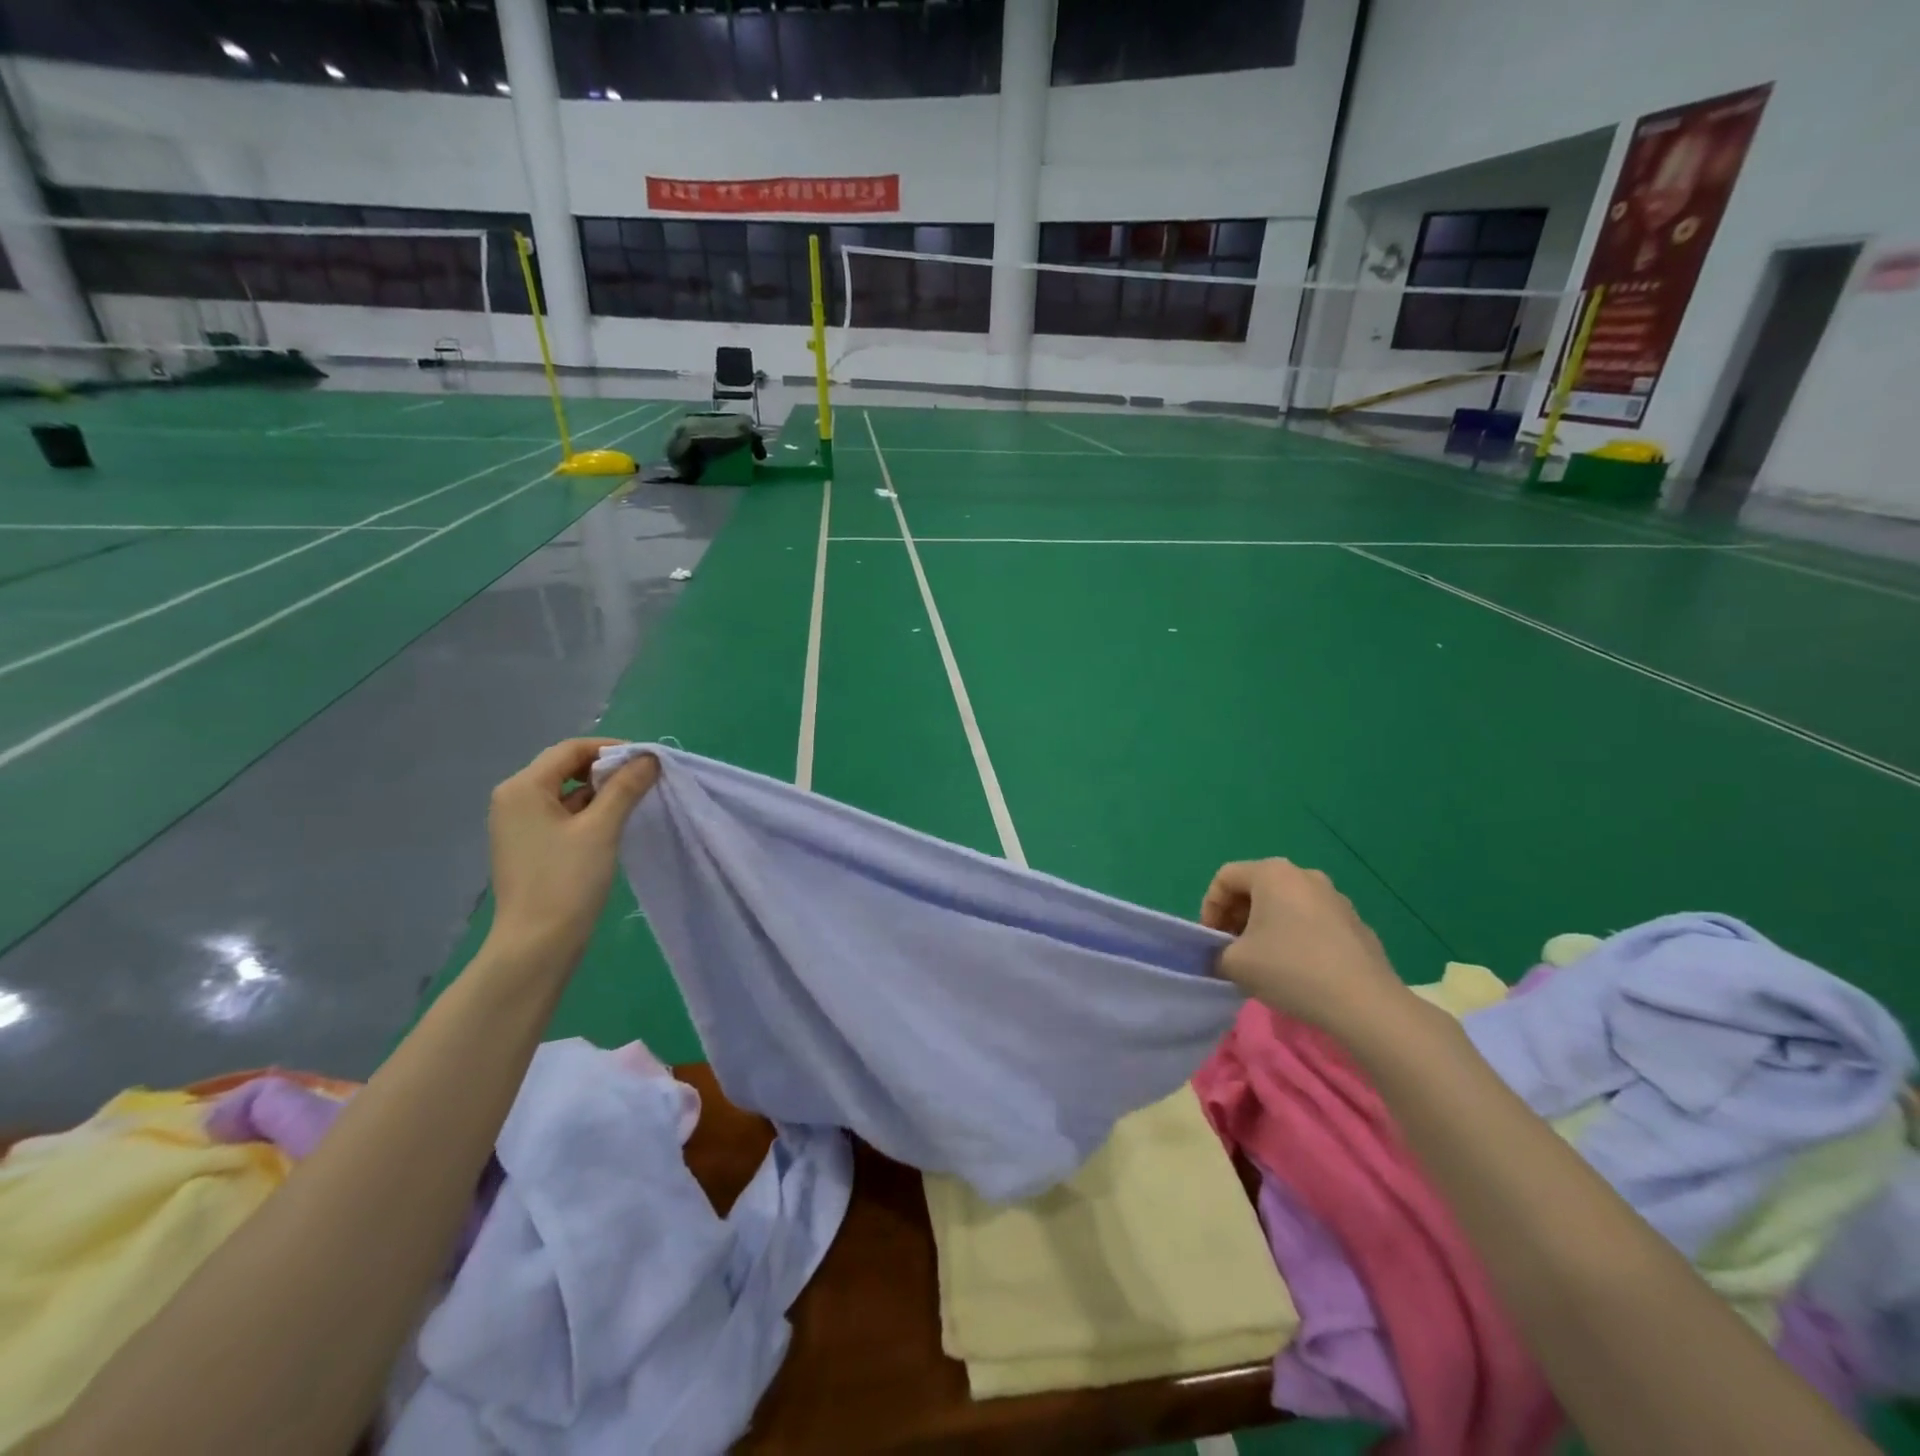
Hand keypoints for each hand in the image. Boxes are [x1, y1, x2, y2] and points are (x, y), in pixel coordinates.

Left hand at [485, 738, 658, 967]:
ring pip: (566, 792)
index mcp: (523, 787)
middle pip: (566, 767)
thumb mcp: (602, 828)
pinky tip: (614, 825)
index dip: (612, 749)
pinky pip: (561, 814)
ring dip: (600, 792)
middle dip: (607, 770)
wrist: (537, 945)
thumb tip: (649, 758)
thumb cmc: (567, 881)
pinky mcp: (529, 845)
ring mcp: (518, 824)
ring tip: (635, 803)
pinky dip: (589, 812)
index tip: (648, 762)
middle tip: (645, 781)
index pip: (571, 749)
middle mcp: (514, 799)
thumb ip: (625, 787)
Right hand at [1200, 858, 1404, 1032]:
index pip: (1225, 877)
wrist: (1365, 1004)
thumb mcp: (1234, 963)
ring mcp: (1336, 898)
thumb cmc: (1290, 969)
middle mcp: (1305, 875)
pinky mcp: (1356, 924)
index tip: (1211, 941)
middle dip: (1237, 917)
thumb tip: (1223, 955)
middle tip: (1232, 950)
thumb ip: (1216, 952)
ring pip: (1286, 904)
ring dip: (1266, 927)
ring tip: (1264, 961)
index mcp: (1273, 873)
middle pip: (1256, 888)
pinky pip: (1312, 922)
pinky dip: (1296, 937)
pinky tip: (1299, 970)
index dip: (1209, 908)